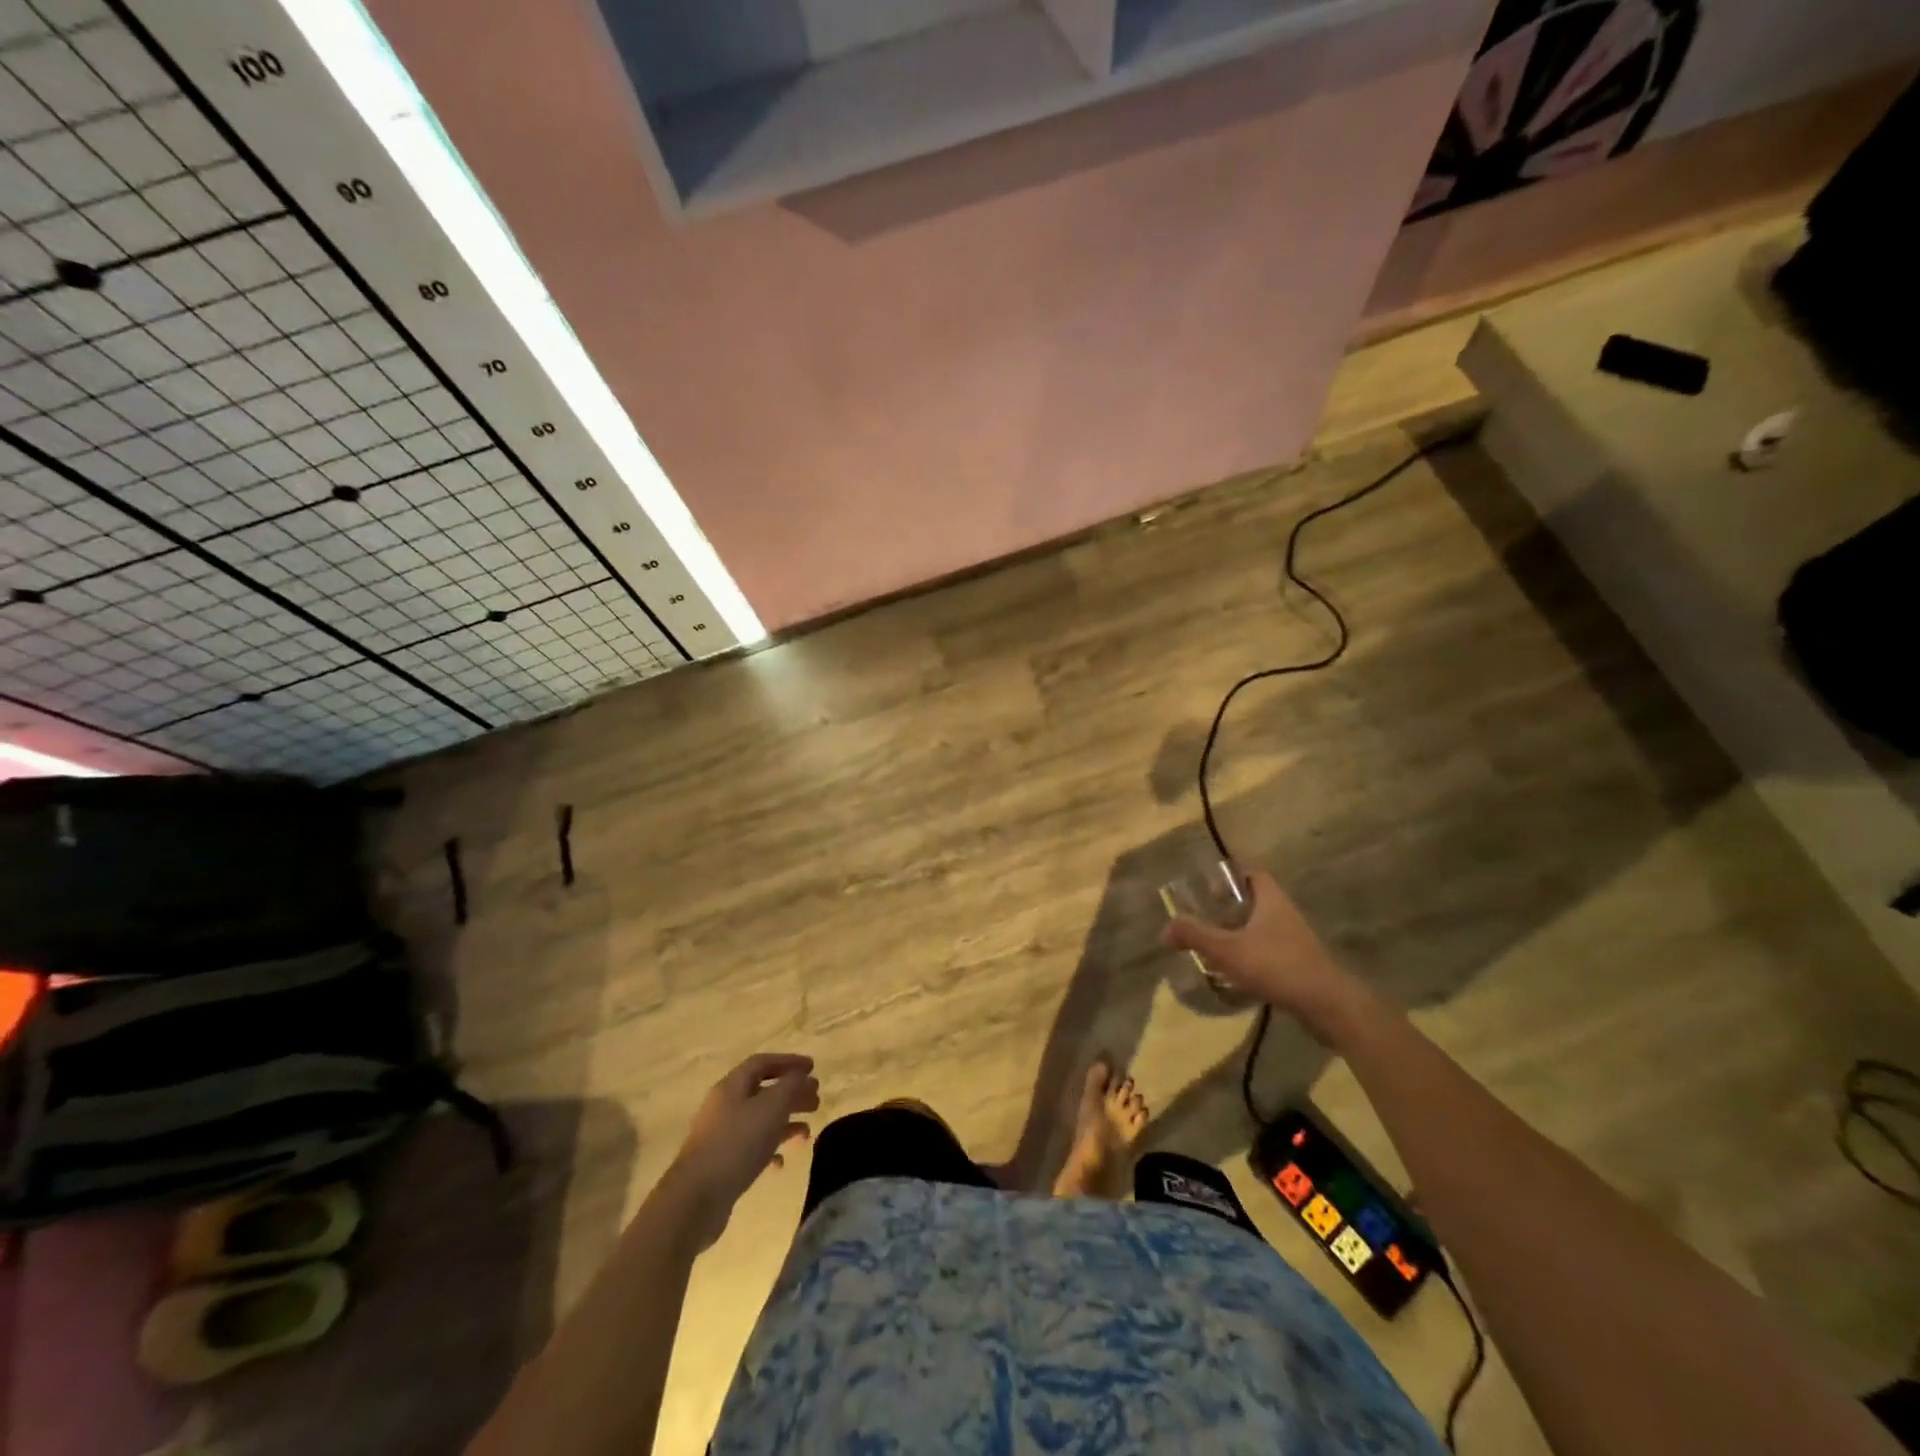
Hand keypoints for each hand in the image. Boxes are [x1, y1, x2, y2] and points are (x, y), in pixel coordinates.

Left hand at [666, 1053, 819, 1249]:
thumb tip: (803, 1077)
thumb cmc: (736, 1144)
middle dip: (791, 1093)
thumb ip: (791, 1087)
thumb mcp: (772, 1108)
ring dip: (785, 1122)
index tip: (813, 1068)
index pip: (762, 1063)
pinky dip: (769, 1150)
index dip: (789, 1061)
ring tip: (807, 1132)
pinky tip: (781, 1163)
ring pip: (759, 1120)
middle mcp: (724, 1106)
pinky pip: (751, 1148)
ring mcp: (721, 1136)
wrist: (695, 1199)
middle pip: (763, 1091)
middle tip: (816, 1100)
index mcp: (732, 1086)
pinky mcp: (721, 1163)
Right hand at [1162, 869, 1366, 1042]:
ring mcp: (1294, 940)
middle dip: (1229, 906)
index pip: (1252, 872)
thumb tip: (1164, 928)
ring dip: (1239, 932)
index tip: (1208, 885)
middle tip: (1205, 916)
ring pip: (1262, 926)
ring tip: (1214, 945)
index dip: (1230, 873)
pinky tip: (1235, 972)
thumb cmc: (1276, 966)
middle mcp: (1284, 913)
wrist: (1327, 1005)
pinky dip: (1250, 955)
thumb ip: (1195, 936)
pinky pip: (1269, 950)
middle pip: (1255, 899)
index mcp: (1270, 900)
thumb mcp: (1227, 950)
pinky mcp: (1299, 964)